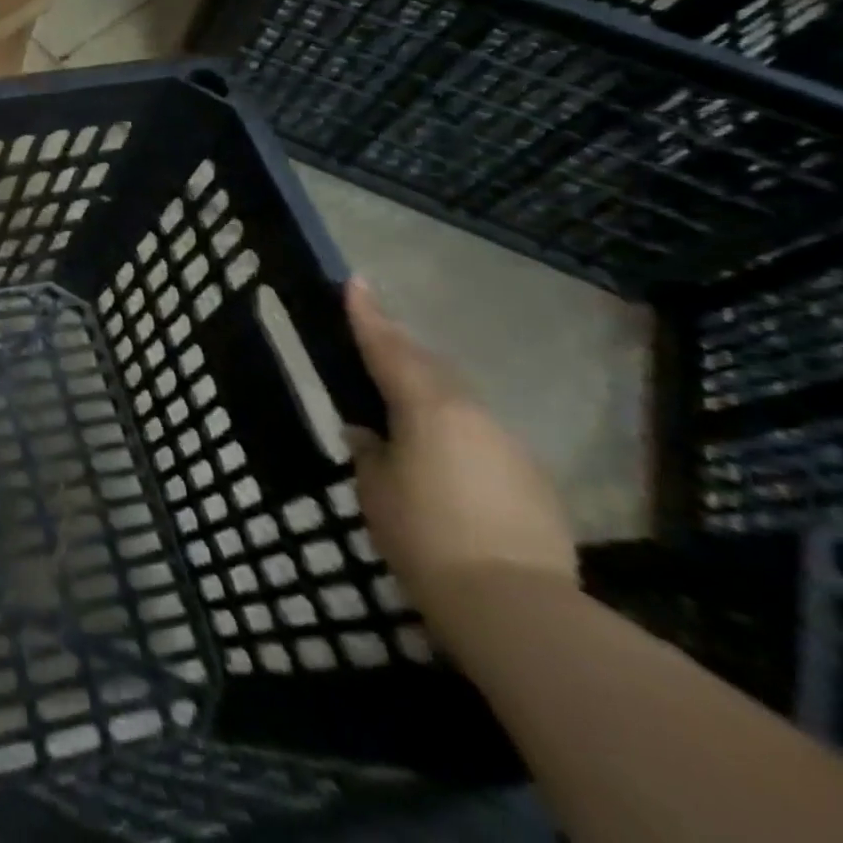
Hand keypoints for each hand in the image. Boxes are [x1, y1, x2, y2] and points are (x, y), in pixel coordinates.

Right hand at [344, 281, 577, 653]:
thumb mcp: (376, 491)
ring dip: (429, 390)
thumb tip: (367, 433)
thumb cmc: (426, 537)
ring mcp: (510, 445)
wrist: (517, 609)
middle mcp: (473, 413)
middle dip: (400, 348)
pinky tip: (442, 455)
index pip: (388, 348)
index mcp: (428, 407)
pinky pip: (482, 435)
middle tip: (374, 336)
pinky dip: (455, 429)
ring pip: (460, 400)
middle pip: (430, 367)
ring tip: (401, 400)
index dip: (368, 314)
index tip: (355, 280)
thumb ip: (369, 452)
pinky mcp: (533, 479)